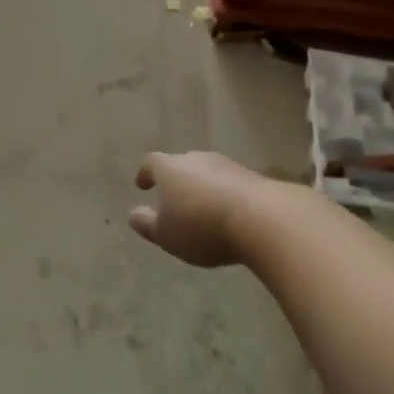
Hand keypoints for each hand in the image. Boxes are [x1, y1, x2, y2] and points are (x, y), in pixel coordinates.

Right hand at [129, 151, 267, 267]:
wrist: (260, 218)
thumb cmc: (201, 226)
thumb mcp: (166, 234)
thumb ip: (147, 224)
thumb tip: (133, 214)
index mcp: (169, 168)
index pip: (151, 163)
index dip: (146, 174)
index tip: (142, 185)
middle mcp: (196, 159)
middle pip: (181, 164)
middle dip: (176, 181)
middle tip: (175, 201)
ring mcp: (226, 165)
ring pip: (207, 173)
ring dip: (203, 188)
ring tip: (203, 210)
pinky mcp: (251, 177)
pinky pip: (230, 184)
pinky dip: (225, 195)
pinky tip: (229, 215)